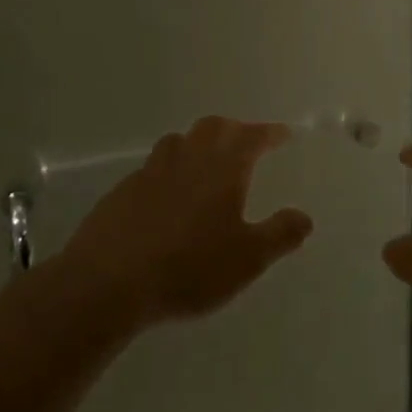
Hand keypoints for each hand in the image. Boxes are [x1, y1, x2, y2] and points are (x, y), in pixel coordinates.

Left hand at [63, 117, 312, 326]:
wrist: (107, 283)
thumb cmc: (189, 268)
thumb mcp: (247, 259)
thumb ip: (280, 234)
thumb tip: (304, 216)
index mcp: (222, 168)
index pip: (251, 136)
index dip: (269, 132)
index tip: (283, 134)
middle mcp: (187, 159)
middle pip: (213, 127)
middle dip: (234, 130)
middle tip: (247, 142)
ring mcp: (150, 172)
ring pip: (179, 142)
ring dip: (199, 143)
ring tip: (207, 162)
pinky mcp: (122, 192)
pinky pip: (152, 168)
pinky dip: (170, 170)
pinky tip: (168, 195)